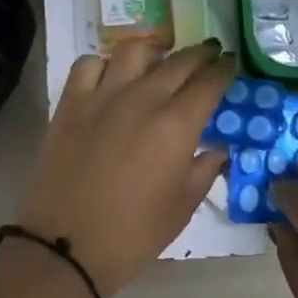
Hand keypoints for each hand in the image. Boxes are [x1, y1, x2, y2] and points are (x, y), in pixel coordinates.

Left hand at [12, 40, 234, 297]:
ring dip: (154, 51)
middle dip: (200, 54)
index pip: (209, 82)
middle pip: (179, 60)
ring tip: (161, 60)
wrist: (66, 246)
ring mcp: (103, 96)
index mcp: (177, 124)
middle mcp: (143, 99)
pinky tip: (112, 78)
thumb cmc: (134, 233)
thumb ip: (205, 169)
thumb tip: (218, 148)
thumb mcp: (183, 206)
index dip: (224, 69)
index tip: (231, 64)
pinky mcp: (71, 103)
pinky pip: (89, 64)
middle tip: (209, 54)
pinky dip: (105, 64)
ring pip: (134, 51)